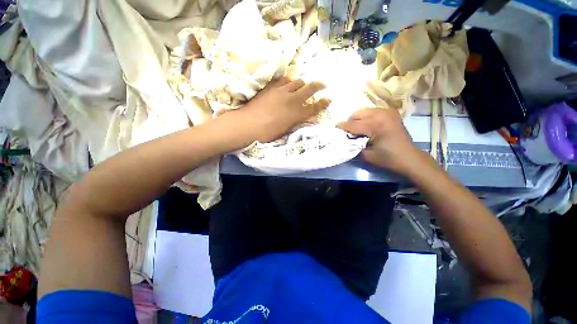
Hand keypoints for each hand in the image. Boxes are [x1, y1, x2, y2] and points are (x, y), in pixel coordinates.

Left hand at [242, 77, 329, 142]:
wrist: (247, 125)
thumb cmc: (266, 133)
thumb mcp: (285, 130)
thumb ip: (295, 121)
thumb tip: (302, 117)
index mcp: (296, 113)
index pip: (314, 107)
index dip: (323, 103)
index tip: (329, 99)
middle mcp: (292, 99)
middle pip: (309, 88)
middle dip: (318, 86)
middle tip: (322, 85)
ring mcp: (281, 91)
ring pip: (297, 81)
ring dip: (302, 84)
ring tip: (302, 86)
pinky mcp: (271, 88)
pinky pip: (283, 80)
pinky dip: (288, 82)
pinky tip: (286, 85)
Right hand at [337, 108, 422, 174]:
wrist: (409, 158)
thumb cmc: (388, 158)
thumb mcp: (366, 155)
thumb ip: (353, 145)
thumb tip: (344, 139)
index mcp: (376, 125)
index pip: (353, 124)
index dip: (342, 127)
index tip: (333, 129)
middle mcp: (381, 114)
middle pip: (357, 113)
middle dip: (349, 122)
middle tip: (347, 133)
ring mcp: (387, 112)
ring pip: (364, 111)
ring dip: (357, 119)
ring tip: (356, 130)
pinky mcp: (390, 113)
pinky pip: (372, 112)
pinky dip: (365, 118)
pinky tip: (366, 127)